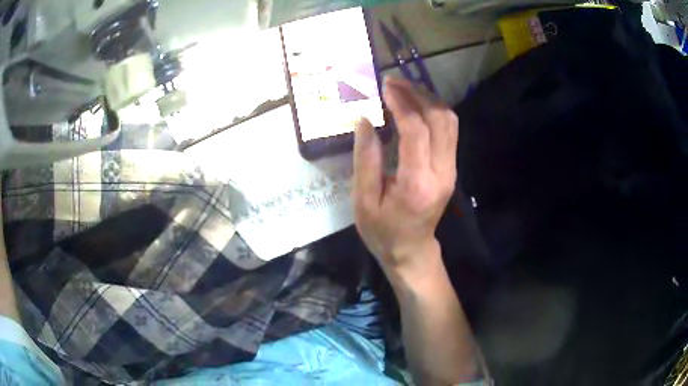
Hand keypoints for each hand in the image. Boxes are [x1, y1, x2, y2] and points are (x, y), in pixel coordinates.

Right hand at [353, 78, 458, 274]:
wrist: (411, 250)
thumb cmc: (383, 231)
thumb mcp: (363, 201)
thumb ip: (365, 159)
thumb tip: (365, 120)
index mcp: (417, 183)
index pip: (416, 131)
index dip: (401, 104)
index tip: (384, 87)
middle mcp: (442, 172)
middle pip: (440, 119)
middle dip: (417, 94)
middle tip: (393, 82)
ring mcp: (451, 169)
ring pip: (449, 121)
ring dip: (428, 99)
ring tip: (404, 89)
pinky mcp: (451, 167)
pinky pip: (449, 130)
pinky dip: (434, 111)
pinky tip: (415, 105)